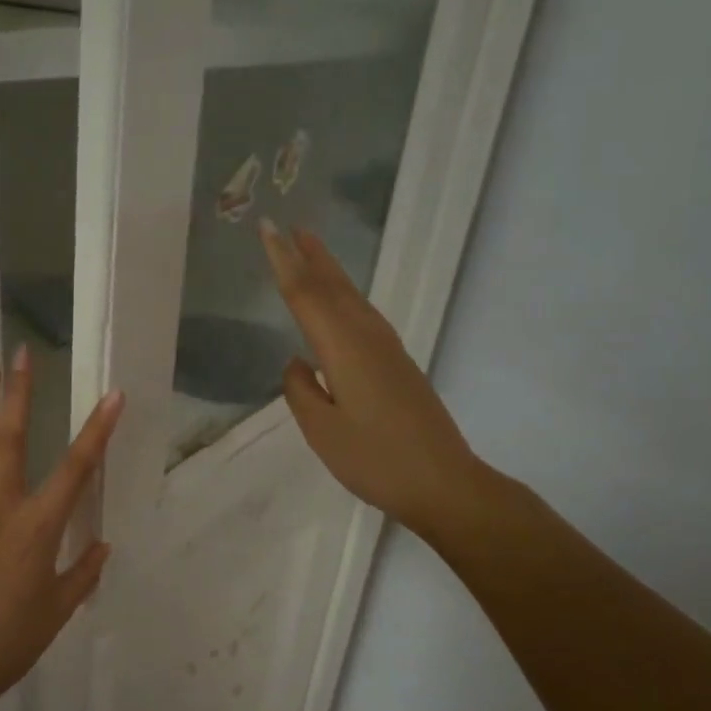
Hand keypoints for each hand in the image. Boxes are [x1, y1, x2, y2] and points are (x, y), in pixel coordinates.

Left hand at [0, 344, 124, 706]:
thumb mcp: (59, 609)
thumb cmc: (12, 639)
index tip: (112, 395)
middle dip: (21, 394)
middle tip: (23, 355)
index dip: (98, 430)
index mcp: (39, 527)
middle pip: (13, 440)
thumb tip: (102, 544)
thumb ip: (82, 572)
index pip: (77, 469)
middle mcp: (3, 507)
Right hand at [260, 219, 488, 543]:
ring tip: (310, 251)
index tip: (267, 229)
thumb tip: (297, 362)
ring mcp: (388, 350)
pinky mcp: (399, 364)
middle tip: (289, 226)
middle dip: (310, 255)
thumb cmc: (375, 460)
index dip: (283, 261)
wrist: (443, 483)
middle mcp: (368, 338)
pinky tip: (341, 305)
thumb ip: (301, 391)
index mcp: (344, 349)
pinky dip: (345, 298)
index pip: (305, 295)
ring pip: (353, 298)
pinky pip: (364, 316)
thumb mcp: (322, 432)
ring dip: (330, 272)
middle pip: (334, 287)